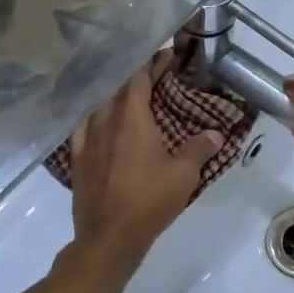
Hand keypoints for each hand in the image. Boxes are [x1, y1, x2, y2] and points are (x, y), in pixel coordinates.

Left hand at [65, 51, 221, 271]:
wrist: (109, 237)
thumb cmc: (149, 201)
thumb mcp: (184, 175)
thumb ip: (199, 149)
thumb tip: (215, 133)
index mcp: (131, 118)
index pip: (138, 78)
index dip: (151, 63)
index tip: (165, 55)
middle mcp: (105, 121)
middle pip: (117, 88)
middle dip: (135, 78)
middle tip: (153, 76)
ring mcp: (87, 140)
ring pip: (98, 106)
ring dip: (113, 97)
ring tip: (128, 98)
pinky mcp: (78, 160)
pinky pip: (84, 128)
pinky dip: (94, 119)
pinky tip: (100, 125)